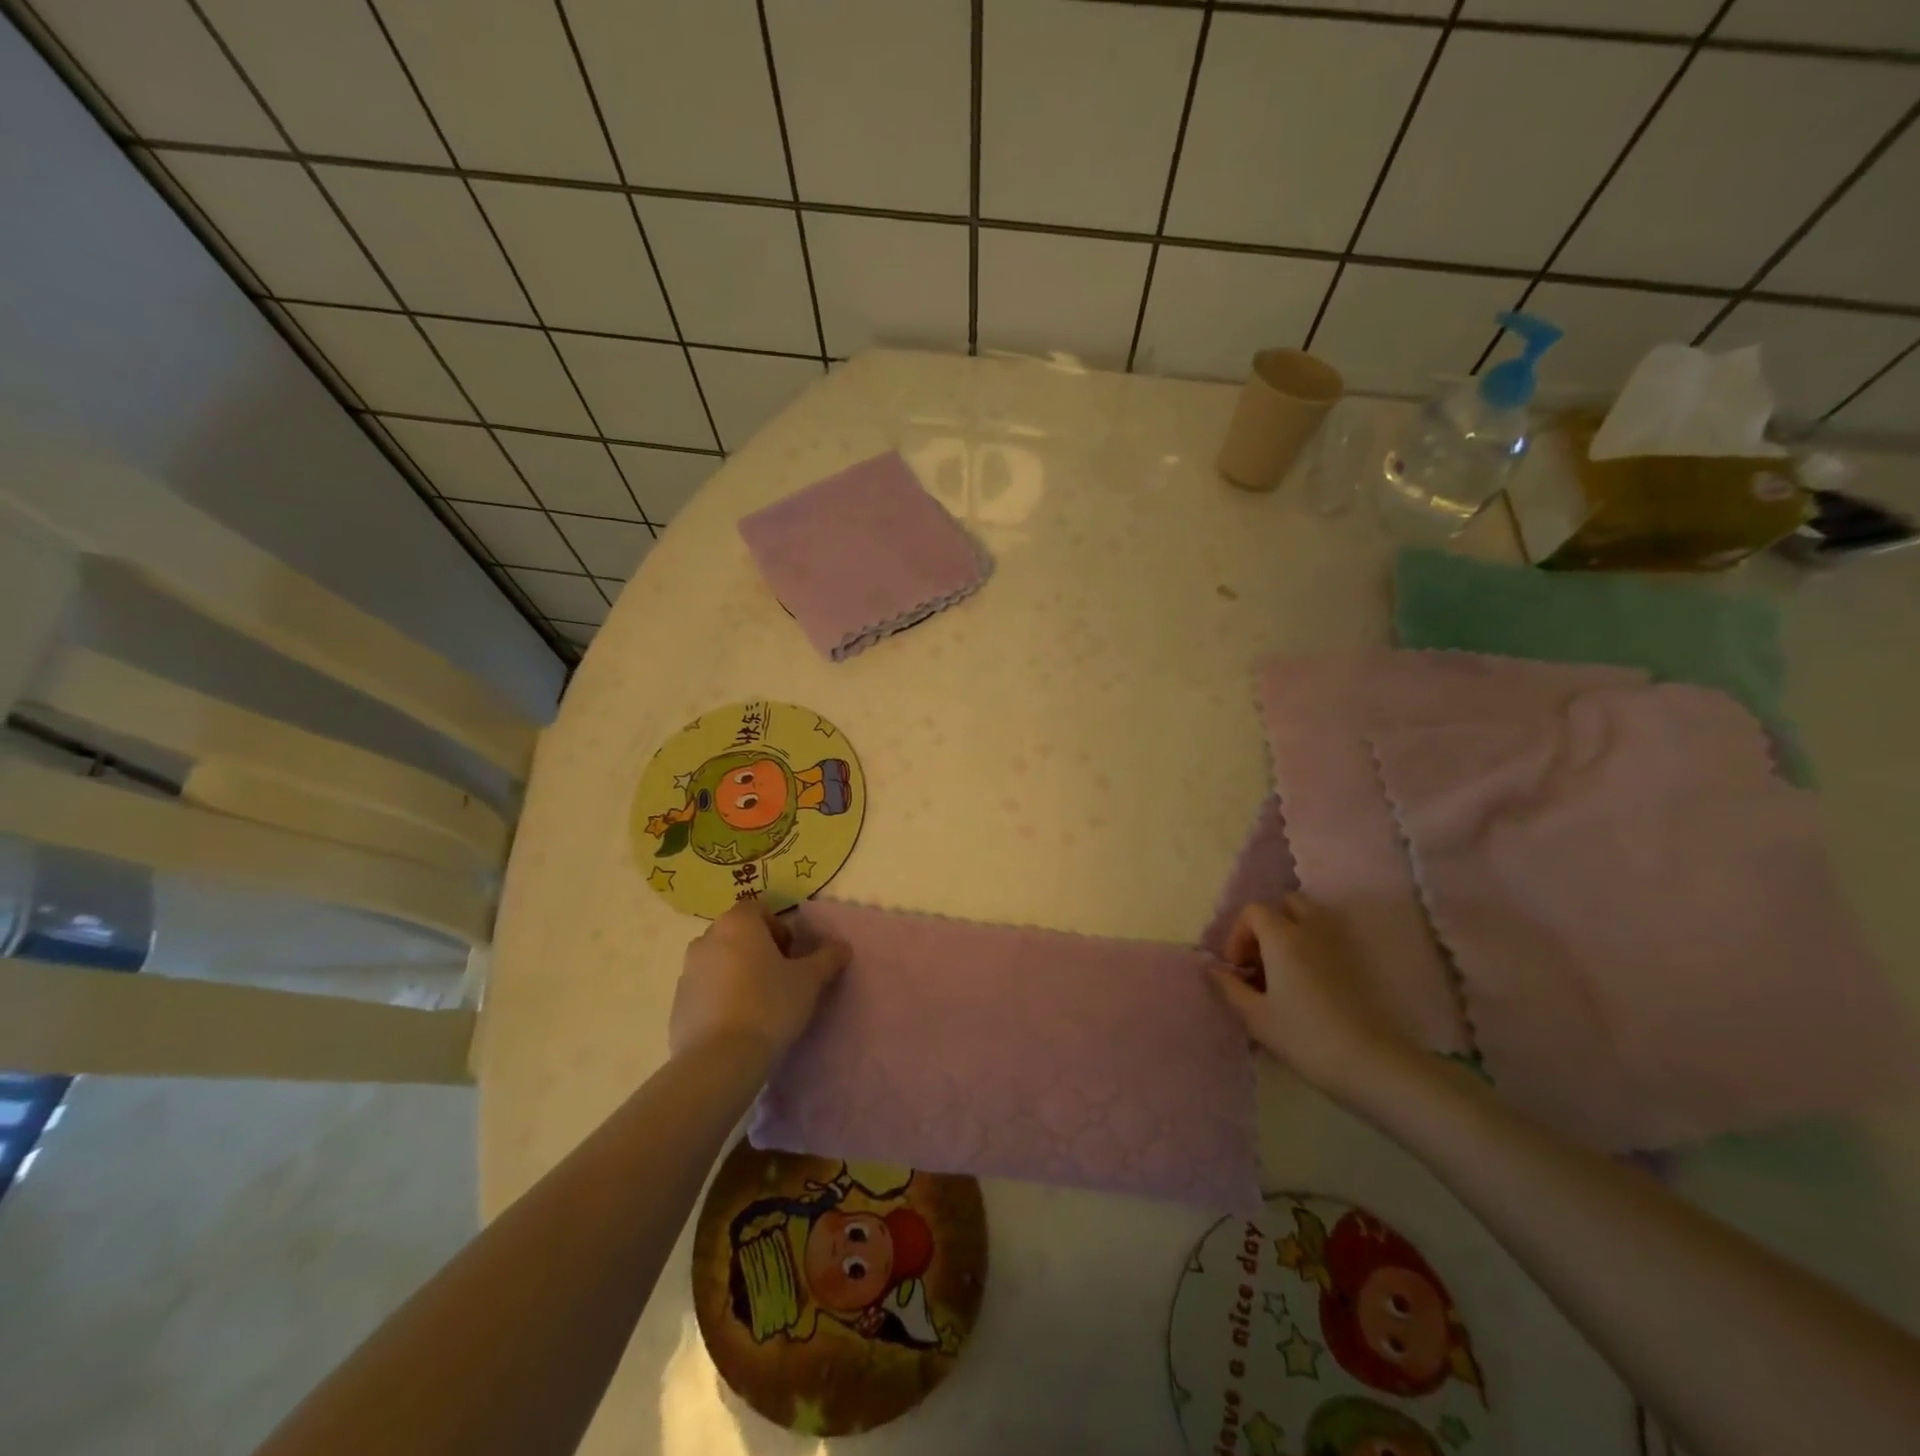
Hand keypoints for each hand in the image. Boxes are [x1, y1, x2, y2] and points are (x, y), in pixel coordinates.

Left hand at [668, 904, 850, 1062]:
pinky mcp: (678, 1004)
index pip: (759, 909)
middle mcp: (706, 939)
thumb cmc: (769, 1005)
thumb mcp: (810, 980)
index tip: (792, 957)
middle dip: (759, 951)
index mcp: (737, 923)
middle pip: (738, 934)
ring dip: (738, 974)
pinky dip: (721, 998)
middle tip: (780, 980)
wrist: (720, 1060)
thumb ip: (828, 957)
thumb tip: (842, 946)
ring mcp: (687, 972)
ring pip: (720, 962)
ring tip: (759, 1005)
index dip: (779, 929)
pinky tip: (738, 1025)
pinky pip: (705, 990)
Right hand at [1208, 894, 1419, 1098]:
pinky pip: (1329, 937)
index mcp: (1282, 937)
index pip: (1253, 912)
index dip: (1238, 935)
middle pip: (1286, 904)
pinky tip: (1308, 981)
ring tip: (1283, 968)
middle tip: (1260, 960)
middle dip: (1268, 924)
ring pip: (1312, 917)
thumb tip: (1210, 968)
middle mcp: (1311, 929)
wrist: (1370, 1062)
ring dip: (1293, 931)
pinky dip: (1314, 945)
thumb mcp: (1256, 1016)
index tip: (1237, 968)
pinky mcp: (1358, 962)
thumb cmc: (1304, 1036)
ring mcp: (1339, 944)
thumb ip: (1228, 987)